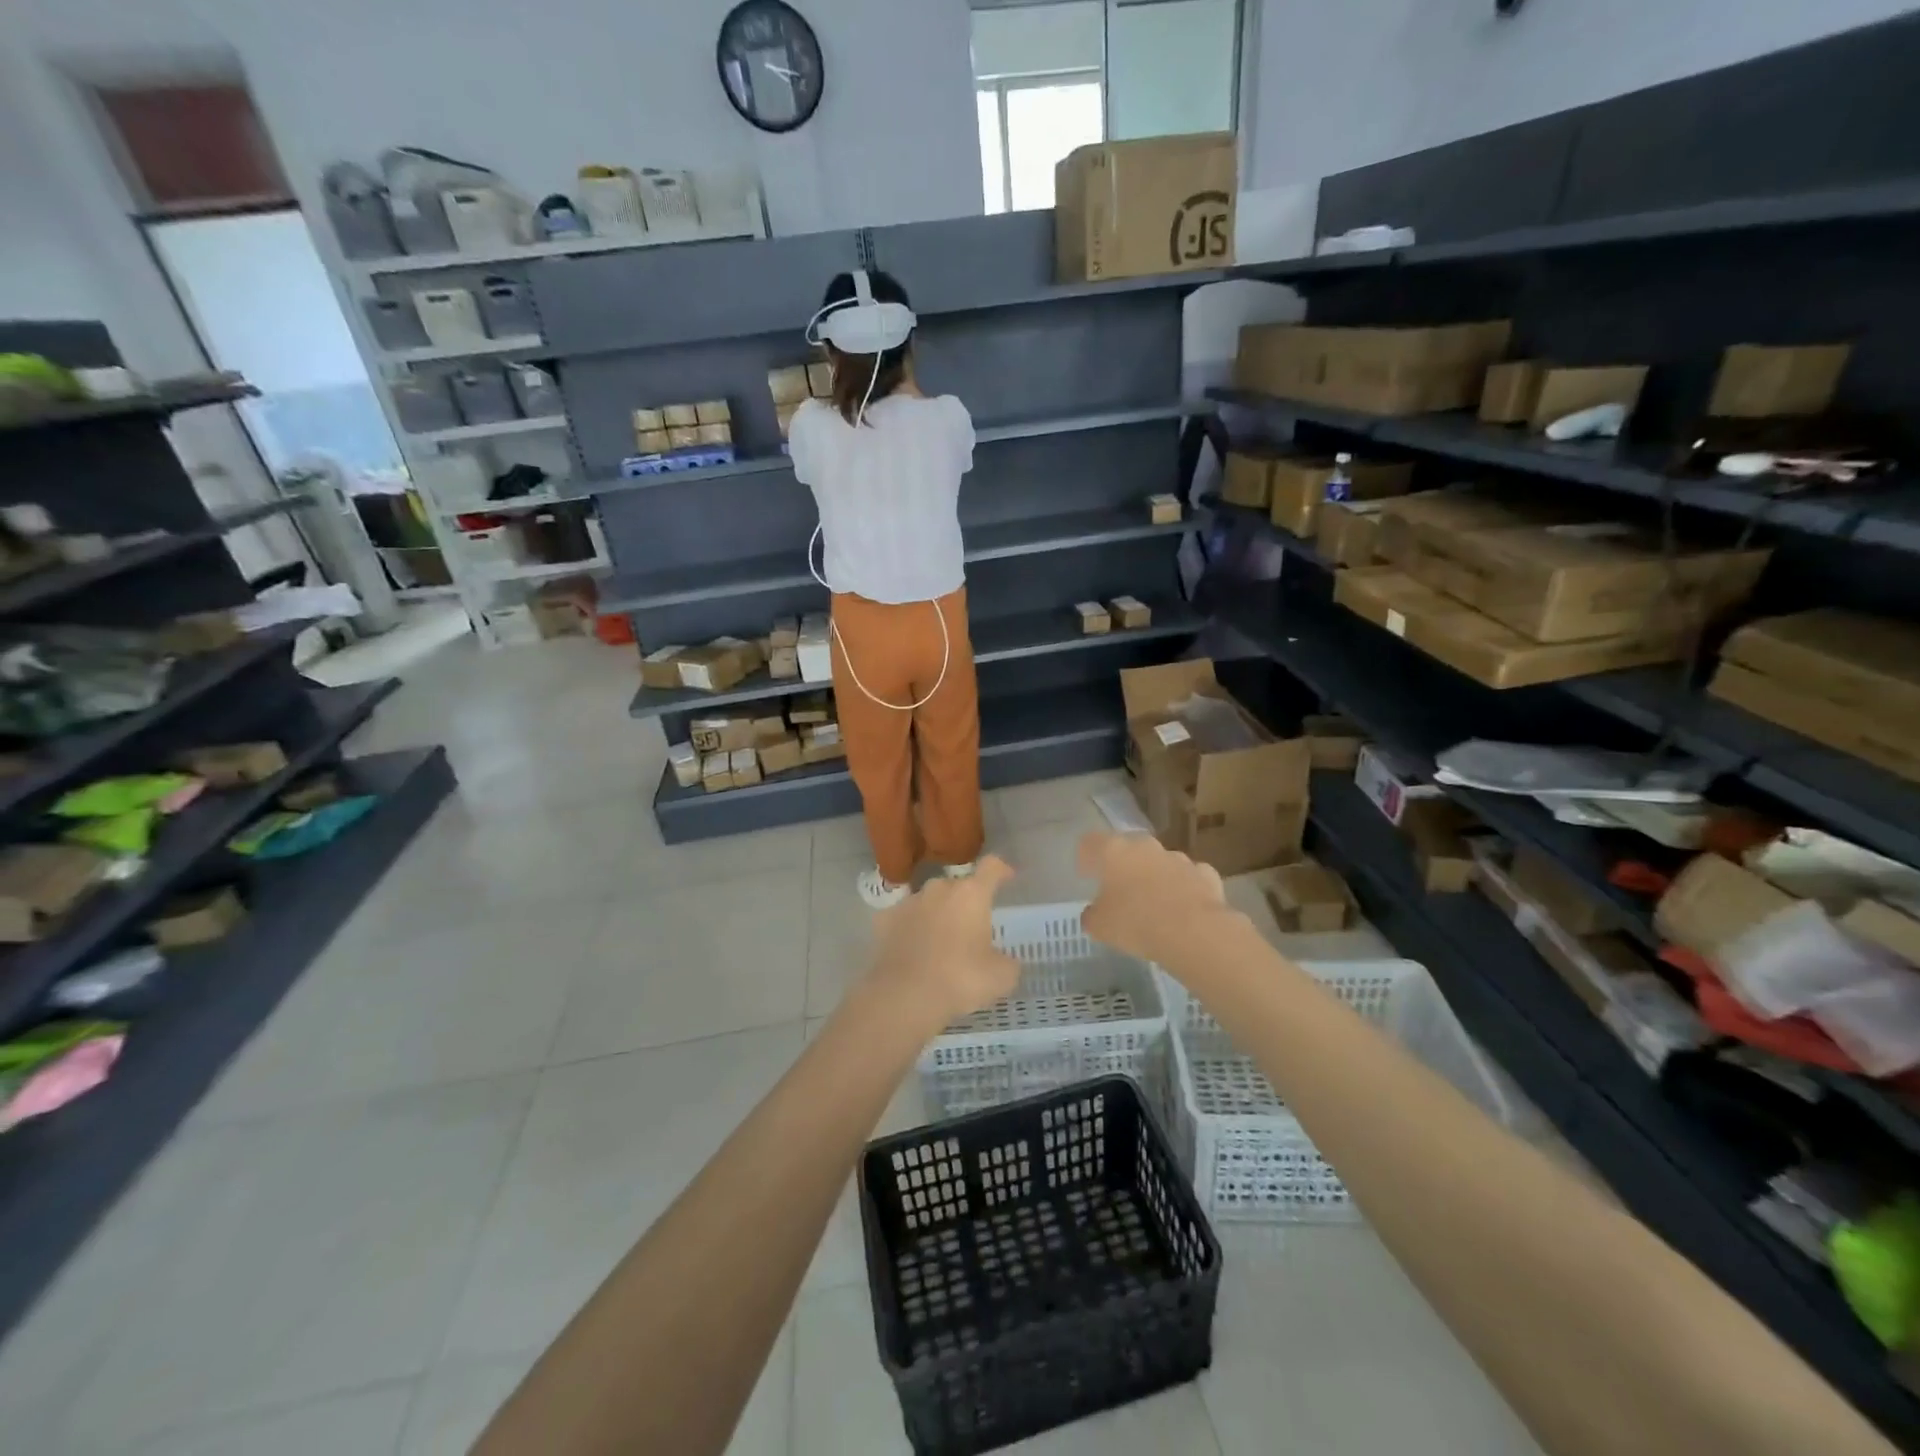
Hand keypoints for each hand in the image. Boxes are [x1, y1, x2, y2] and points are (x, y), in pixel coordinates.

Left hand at [864, 857, 1021, 1032]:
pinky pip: (905, 918)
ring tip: (941, 943)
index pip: (991, 867)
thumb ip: (1008, 962)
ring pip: (930, 901)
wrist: (904, 996)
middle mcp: (939, 889)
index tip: (1007, 878)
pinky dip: (911, 929)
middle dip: (966, 902)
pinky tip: (913, 950)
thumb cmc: (960, 980)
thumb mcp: (1001, 977)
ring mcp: (909, 902)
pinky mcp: (884, 919)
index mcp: (971, 894)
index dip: (1002, 869)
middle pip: (958, 886)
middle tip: (971, 929)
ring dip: (938, 914)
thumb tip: (1005, 961)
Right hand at [1077, 832, 1226, 962]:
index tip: (1086, 875)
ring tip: (1153, 904)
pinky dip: (1183, 888)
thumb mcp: (1100, 926)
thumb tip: (1093, 913)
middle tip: (1119, 891)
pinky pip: (1188, 877)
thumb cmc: (1136, 923)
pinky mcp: (1205, 874)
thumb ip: (1092, 915)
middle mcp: (1145, 847)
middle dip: (1123, 866)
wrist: (1194, 932)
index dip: (1086, 857)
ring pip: (1159, 862)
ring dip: (1153, 877)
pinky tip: (1183, 908)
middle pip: (1128, 849)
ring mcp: (1178, 858)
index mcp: (1114, 851)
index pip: (1090, 843)